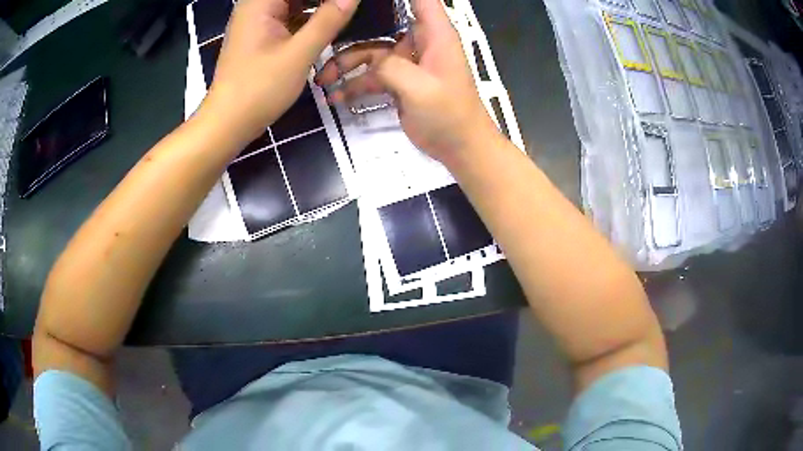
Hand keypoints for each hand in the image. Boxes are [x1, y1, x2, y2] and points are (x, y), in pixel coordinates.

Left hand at [201, 0, 359, 142]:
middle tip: (347, 7)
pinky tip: (327, 23)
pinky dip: (307, 18)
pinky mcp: (260, 35)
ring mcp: (257, 21)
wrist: (227, 123)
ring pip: (293, 3)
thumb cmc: (258, 89)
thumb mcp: (299, 54)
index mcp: (260, 2)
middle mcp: (256, 5)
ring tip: (342, 12)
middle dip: (323, 0)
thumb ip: (328, 20)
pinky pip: (288, 17)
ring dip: (318, 6)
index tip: (348, 3)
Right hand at [315, 0, 500, 163]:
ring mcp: (407, 62)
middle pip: (382, 23)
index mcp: (434, 33)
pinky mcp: (399, 81)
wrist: (459, 148)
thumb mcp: (420, 88)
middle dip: (353, 31)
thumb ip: (391, 66)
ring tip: (323, 80)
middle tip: (325, 40)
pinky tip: (336, 96)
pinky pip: (372, 75)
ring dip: (346, 64)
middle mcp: (419, 42)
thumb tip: (372, 60)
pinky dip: (354, 84)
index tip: (361, 0)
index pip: (420, 0)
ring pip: (371, 52)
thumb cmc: (449, 114)